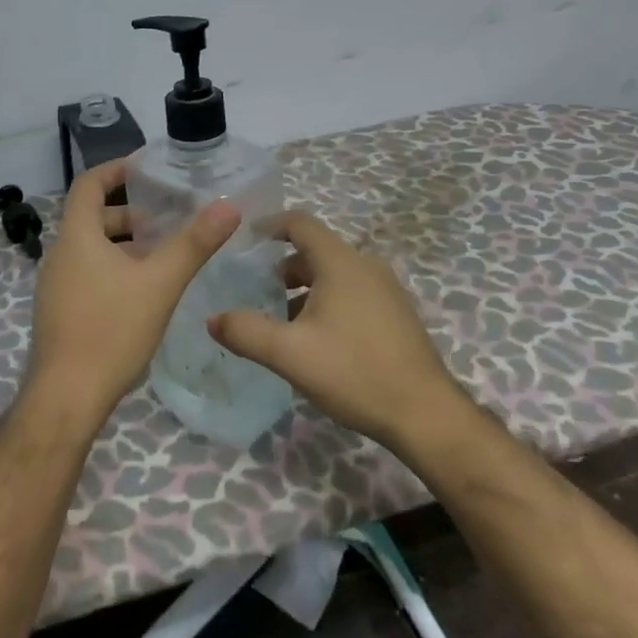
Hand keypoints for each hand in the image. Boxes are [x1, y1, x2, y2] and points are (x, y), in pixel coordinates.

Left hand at [26, 159, 239, 427]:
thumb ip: (193, 244)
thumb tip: (227, 207)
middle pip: (91, 219)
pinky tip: (141, 293)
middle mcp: (59, 255)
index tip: (145, 167)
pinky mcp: (59, 311)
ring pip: (90, 250)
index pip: (88, 185)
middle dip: (128, 215)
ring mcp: (54, 286)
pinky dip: (112, 269)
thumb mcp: (159, 284)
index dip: (115, 170)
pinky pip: (86, 274)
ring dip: (123, 245)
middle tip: (167, 220)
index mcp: (76, 238)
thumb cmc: (111, 331)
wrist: (67, 397)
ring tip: (162, 256)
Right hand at [207, 211, 470, 446]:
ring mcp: (386, 290)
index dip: (269, 225)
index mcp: (341, 263)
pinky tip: (315, 341)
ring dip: (303, 289)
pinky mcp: (395, 315)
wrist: (425, 414)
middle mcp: (366, 267)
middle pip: (315, 251)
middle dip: (281, 267)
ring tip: (280, 321)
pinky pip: (352, 294)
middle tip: (254, 291)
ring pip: (334, 275)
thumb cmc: (354, 373)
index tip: (243, 240)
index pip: (300, 223)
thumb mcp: (289, 354)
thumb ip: (245, 332)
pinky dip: (326, 302)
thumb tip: (213, 319)